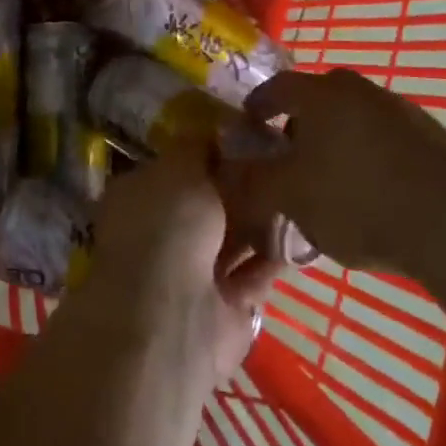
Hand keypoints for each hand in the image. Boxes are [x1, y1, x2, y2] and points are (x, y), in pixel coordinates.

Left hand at [79, 144, 281, 387]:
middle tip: (281, 156)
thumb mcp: (177, 168)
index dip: (205, 151)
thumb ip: (194, 148)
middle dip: (238, 184)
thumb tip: (210, 131)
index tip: (243, 133)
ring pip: (232, 237)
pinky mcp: (227, 305)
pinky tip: (306, 226)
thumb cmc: (167, 225)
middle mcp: (161, 233)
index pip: (172, 168)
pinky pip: (255, 271)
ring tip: (301, 185)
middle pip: (206, 203)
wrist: (175, 314)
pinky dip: (276, 253)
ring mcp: (193, 273)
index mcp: (138, 198)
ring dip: (261, 218)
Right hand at [215, 69, 445, 278]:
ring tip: (330, 182)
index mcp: (322, 94)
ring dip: (337, 143)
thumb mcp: (290, 197)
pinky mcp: (435, 140)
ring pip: (354, 120)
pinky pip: (386, 141)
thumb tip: (230, 171)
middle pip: (318, 101)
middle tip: (288, 157)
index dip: (256, 107)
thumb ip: (253, 181)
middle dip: (298, 125)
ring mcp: (403, 112)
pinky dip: (370, 159)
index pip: (276, 88)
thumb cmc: (358, 201)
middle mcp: (361, 91)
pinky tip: (372, 195)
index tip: (247, 128)